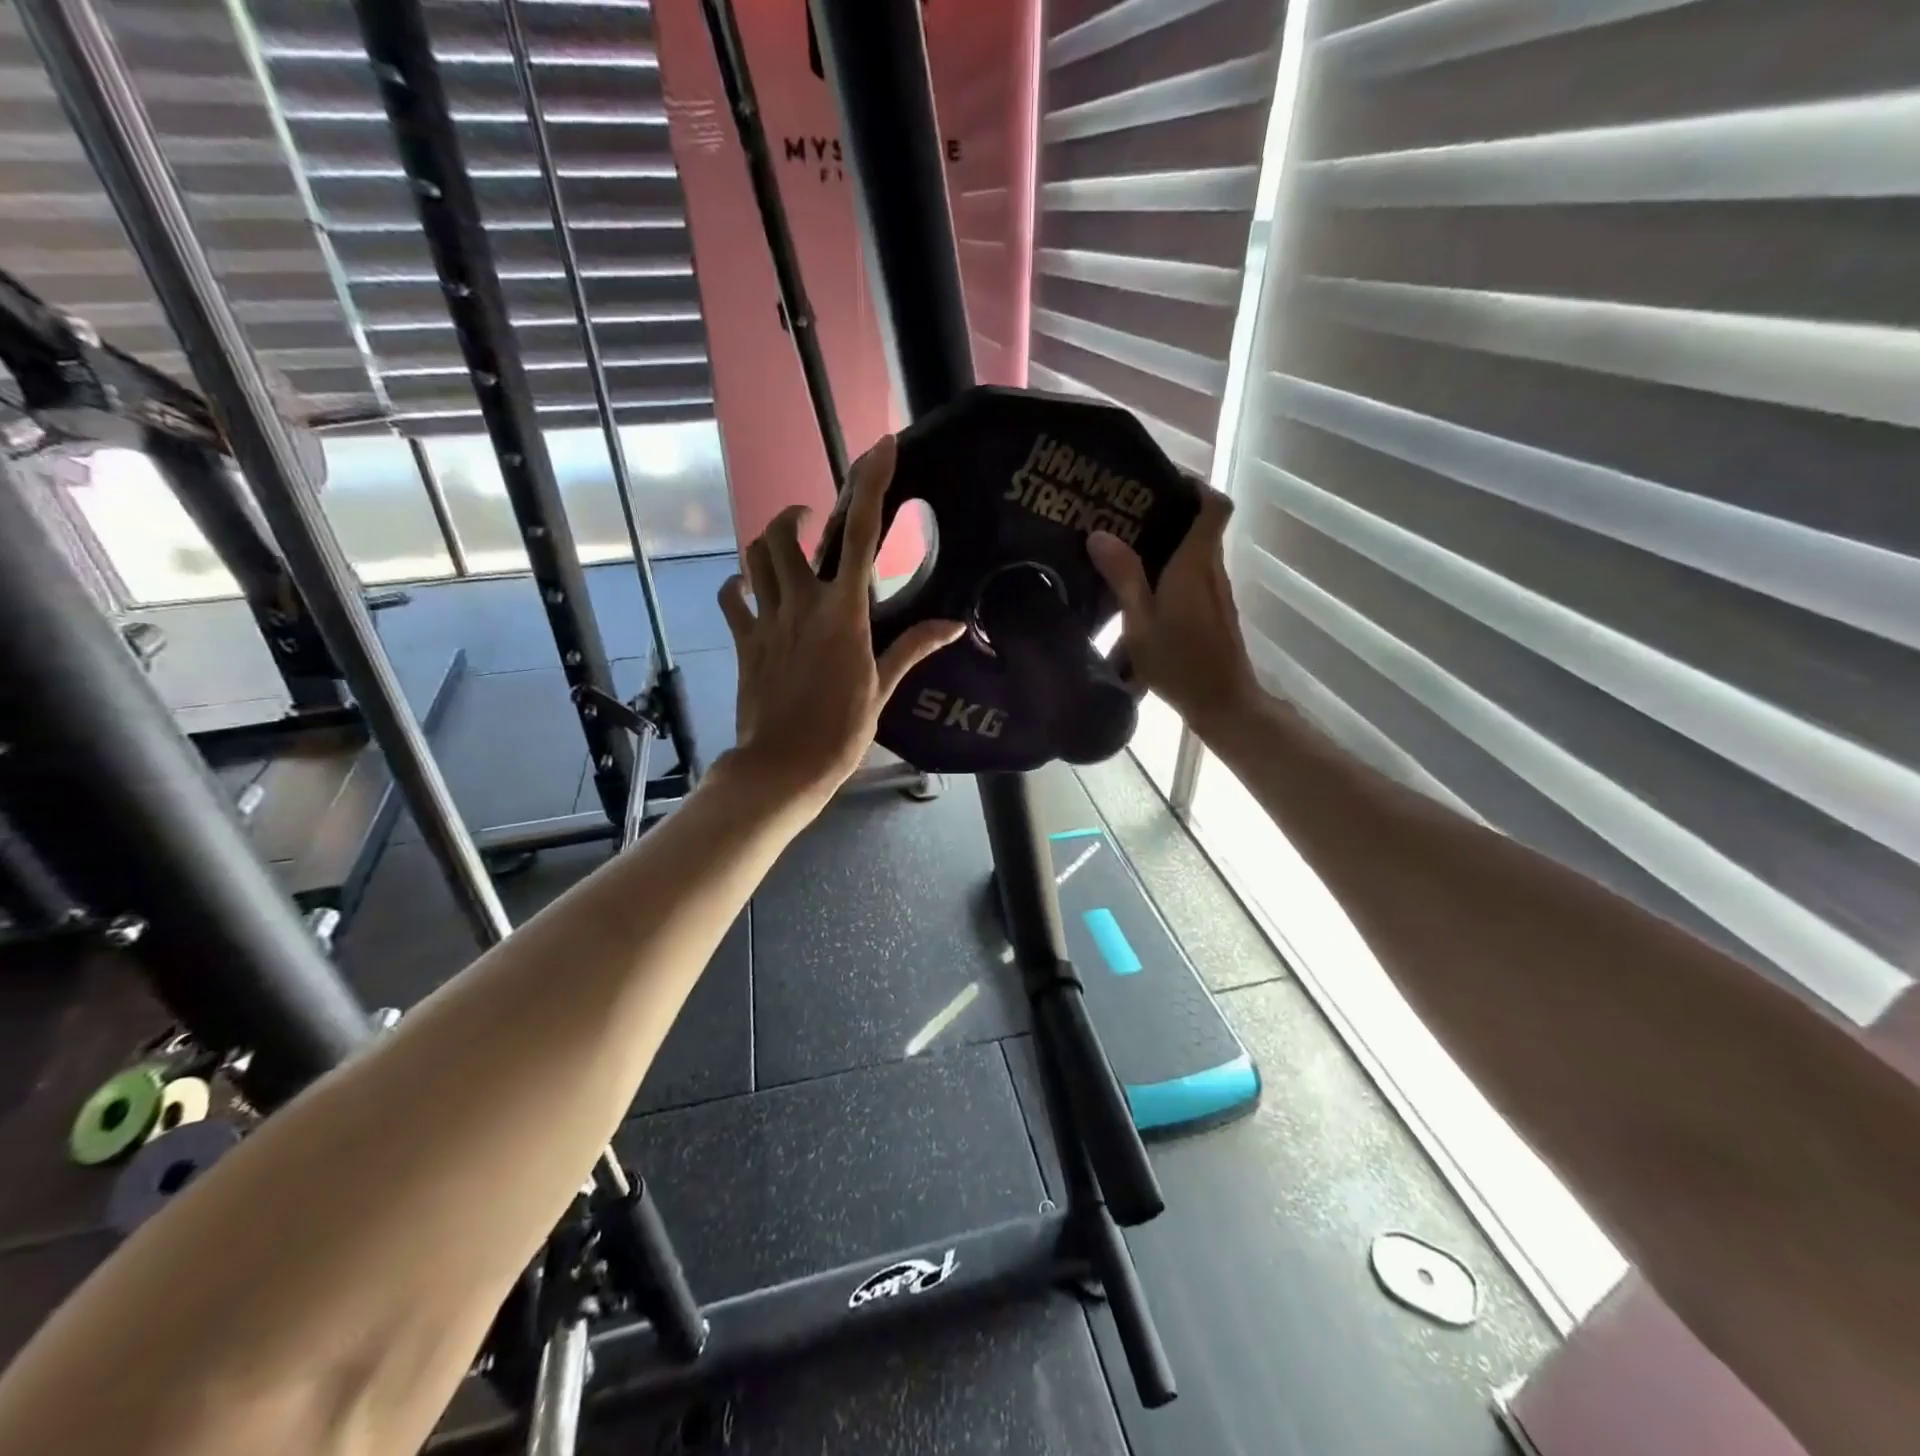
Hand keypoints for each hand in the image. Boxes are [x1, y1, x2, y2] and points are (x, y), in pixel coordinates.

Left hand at [718, 437, 961, 811]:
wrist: (784, 767)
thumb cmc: (841, 732)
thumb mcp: (883, 689)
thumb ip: (913, 648)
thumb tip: (954, 625)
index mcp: (843, 613)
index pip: (859, 535)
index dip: (870, 486)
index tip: (881, 448)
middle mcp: (801, 605)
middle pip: (784, 535)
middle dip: (796, 514)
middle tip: (811, 520)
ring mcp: (766, 621)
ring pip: (753, 558)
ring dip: (768, 544)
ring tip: (785, 550)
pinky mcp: (744, 641)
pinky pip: (732, 598)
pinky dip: (739, 585)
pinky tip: (752, 590)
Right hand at [1087, 485, 1259, 733]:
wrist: (1221, 703)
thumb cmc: (1179, 662)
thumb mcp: (1140, 622)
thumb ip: (1123, 577)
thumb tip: (1099, 534)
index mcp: (1195, 564)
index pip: (1214, 506)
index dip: (1195, 486)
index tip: (1160, 484)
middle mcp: (1211, 570)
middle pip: (1200, 528)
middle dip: (1166, 517)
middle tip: (1124, 516)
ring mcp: (1216, 592)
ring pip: (1194, 556)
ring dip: (1165, 549)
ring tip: (1123, 552)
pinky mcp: (1213, 612)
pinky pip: (1192, 578)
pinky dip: (1169, 575)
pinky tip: (1139, 593)